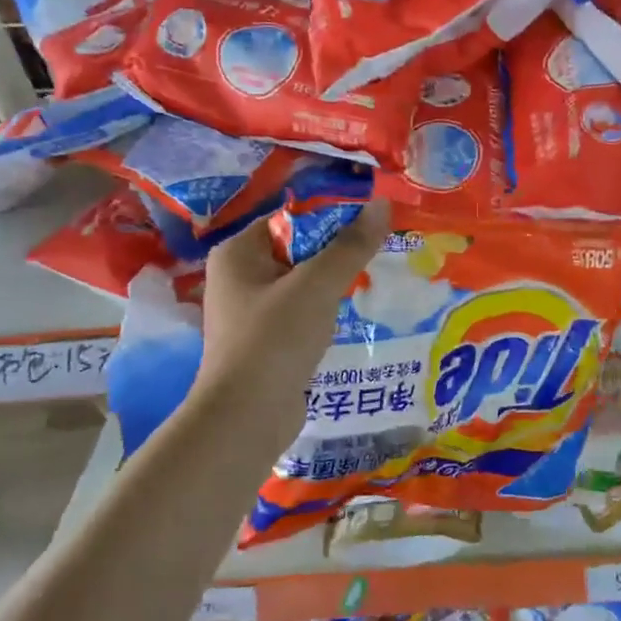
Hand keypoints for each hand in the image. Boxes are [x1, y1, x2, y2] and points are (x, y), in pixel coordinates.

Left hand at [191, 201, 391, 442]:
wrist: (247, 417)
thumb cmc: (275, 340)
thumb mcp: (317, 286)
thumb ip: (351, 246)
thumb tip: (382, 203)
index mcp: (238, 252)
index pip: (291, 218)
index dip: (333, 217)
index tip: (374, 223)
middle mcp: (238, 277)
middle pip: (298, 250)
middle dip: (339, 253)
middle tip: (383, 252)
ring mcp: (251, 312)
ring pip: (303, 284)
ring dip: (335, 285)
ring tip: (377, 282)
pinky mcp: (265, 342)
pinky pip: (301, 314)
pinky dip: (326, 313)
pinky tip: (355, 316)